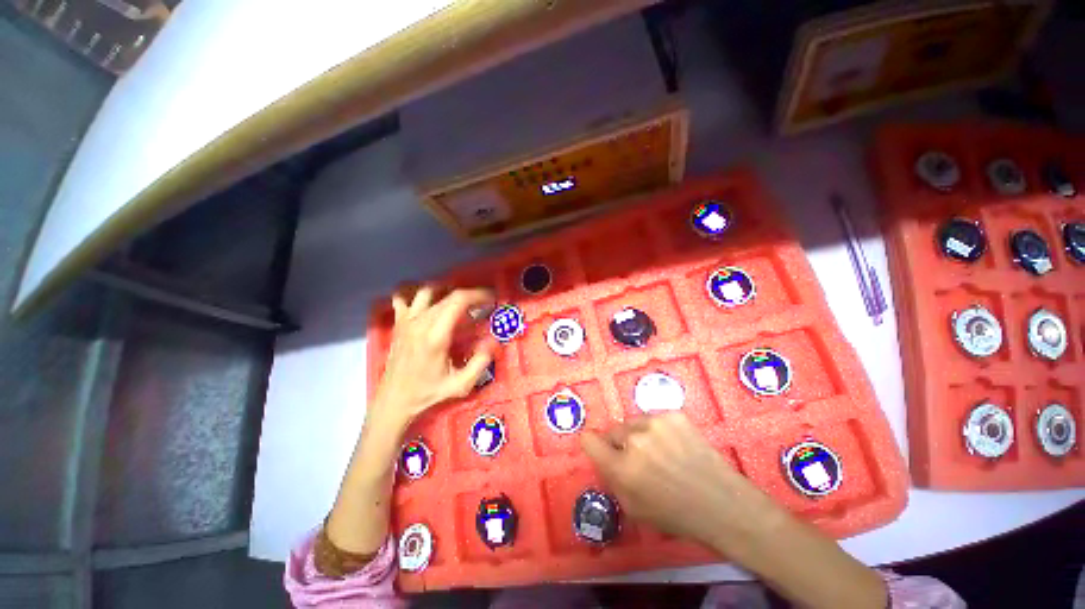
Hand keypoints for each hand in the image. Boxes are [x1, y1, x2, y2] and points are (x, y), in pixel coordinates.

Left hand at [369, 285, 496, 431]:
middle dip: (470, 295)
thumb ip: (480, 362)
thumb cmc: (428, 392)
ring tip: (459, 299)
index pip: (458, 300)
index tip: (491, 299)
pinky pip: (402, 296)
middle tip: (483, 303)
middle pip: (448, 295)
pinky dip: (414, 292)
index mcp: (436, 335)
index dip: (478, 294)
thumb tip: (494, 341)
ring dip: (446, 290)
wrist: (394, 400)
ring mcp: (406, 320)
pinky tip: (426, 299)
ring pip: (427, 290)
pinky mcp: (398, 322)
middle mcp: (420, 322)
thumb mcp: (460, 384)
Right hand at [580, 412, 783, 553]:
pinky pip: (654, 419)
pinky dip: (659, 430)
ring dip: (639, 435)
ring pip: (634, 423)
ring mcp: (656, 423)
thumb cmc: (677, 515)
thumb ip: (613, 480)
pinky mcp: (674, 415)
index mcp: (623, 468)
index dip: (591, 443)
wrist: (723, 503)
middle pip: (613, 431)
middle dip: (620, 444)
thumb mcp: (635, 509)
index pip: (590, 441)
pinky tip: (675, 445)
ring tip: (660, 451)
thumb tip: (604, 457)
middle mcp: (635, 440)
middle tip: (637, 457)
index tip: (596, 446)